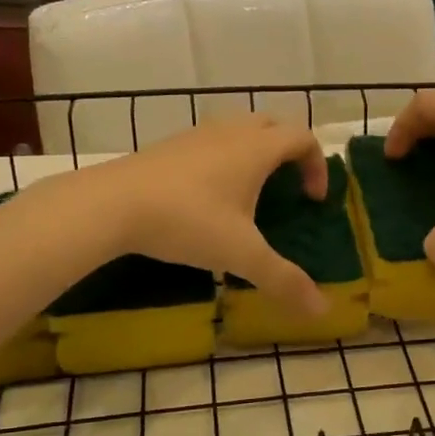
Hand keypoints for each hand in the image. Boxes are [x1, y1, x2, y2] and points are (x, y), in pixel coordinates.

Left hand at [86, 115, 329, 315]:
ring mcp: (196, 135)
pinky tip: (208, 196)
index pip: (303, 138)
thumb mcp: (241, 254)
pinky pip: (210, 142)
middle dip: (289, 152)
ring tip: (249, 191)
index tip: (312, 200)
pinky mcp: (169, 146)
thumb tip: (322, 310)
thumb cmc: (188, 221)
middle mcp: (230, 132)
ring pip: (238, 129)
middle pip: (273, 125)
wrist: (112, 203)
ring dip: (255, 152)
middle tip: (288, 187)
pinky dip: (224, 159)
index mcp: (256, 148)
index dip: (317, 165)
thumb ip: (283, 280)